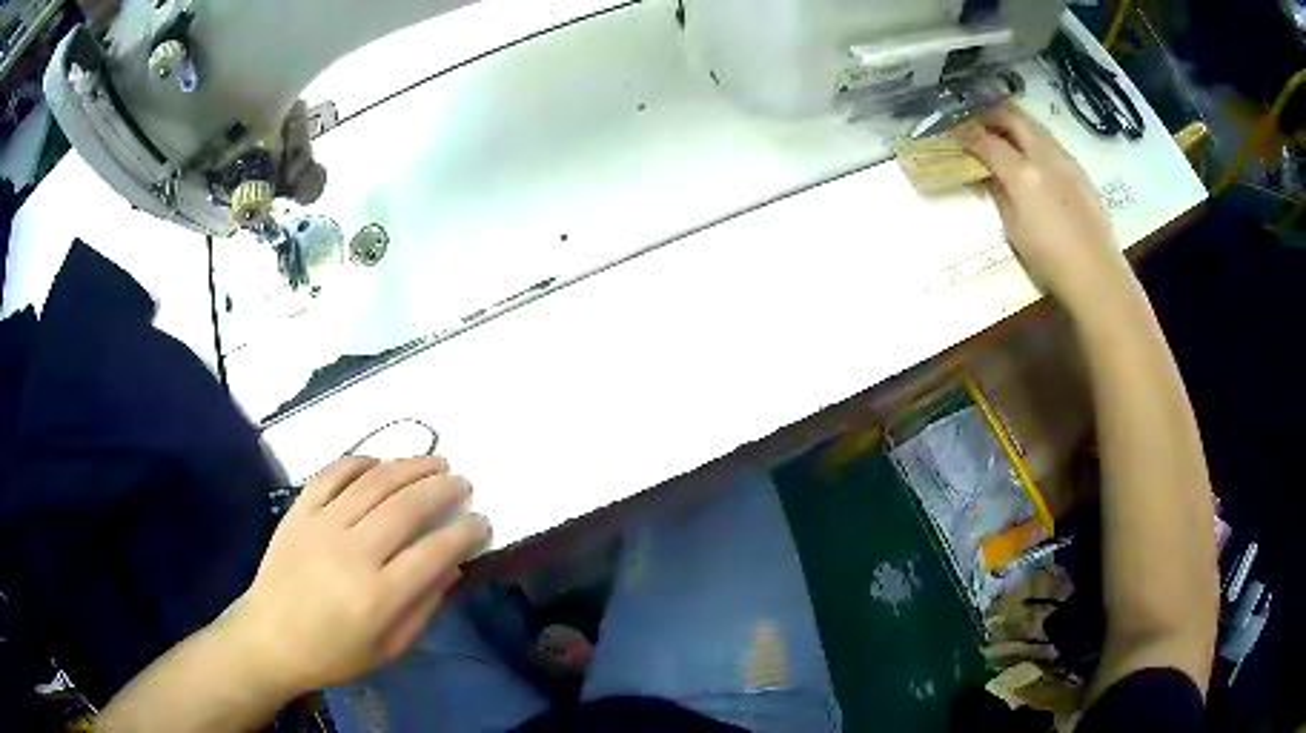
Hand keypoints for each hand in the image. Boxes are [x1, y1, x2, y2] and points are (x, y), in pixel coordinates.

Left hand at [217, 456, 489, 696]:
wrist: (269, 638)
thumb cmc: (333, 654)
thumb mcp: (388, 648)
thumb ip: (423, 608)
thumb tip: (451, 567)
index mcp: (378, 596)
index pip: (434, 552)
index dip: (465, 533)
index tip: (482, 522)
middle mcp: (352, 553)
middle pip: (406, 507)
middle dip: (443, 489)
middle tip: (463, 483)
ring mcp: (322, 525)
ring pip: (373, 482)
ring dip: (409, 466)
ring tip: (434, 462)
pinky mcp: (299, 511)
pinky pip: (332, 474)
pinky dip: (360, 462)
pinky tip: (380, 463)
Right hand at [953, 104, 1134, 315]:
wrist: (1097, 275)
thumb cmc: (1050, 260)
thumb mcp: (1014, 230)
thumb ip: (999, 195)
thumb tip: (989, 176)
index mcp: (1023, 174)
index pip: (986, 141)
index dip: (965, 133)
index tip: (952, 131)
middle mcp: (1044, 156)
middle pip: (1012, 117)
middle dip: (990, 114)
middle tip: (976, 121)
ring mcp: (1065, 160)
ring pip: (1034, 125)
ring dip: (1014, 123)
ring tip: (1002, 133)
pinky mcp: (1079, 171)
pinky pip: (1050, 143)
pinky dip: (1033, 140)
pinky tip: (1031, 157)